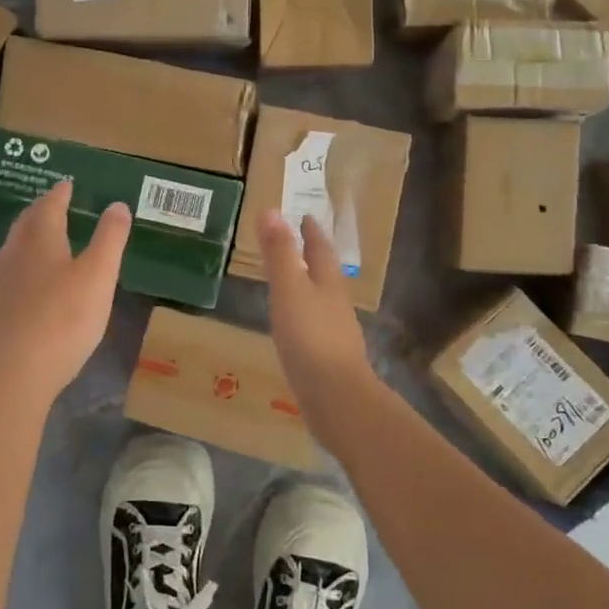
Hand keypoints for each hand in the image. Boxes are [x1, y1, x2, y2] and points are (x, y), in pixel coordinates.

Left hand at [0, 181, 130, 403]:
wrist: (15, 371)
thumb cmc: (64, 318)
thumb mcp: (99, 275)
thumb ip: (110, 239)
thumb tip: (117, 204)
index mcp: (40, 238)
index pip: (50, 205)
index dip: (60, 193)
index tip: (67, 184)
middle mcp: (14, 252)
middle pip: (27, 222)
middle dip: (42, 210)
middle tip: (55, 204)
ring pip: (15, 247)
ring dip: (30, 236)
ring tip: (45, 237)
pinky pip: (11, 273)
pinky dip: (24, 265)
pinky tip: (31, 281)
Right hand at [258, 209, 373, 401]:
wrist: (336, 397)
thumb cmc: (310, 337)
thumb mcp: (289, 289)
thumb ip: (279, 253)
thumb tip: (272, 210)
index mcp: (328, 284)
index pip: (320, 249)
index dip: (311, 232)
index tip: (305, 217)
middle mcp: (336, 305)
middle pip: (325, 274)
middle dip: (312, 258)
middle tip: (297, 245)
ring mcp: (336, 334)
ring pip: (322, 302)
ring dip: (309, 288)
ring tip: (292, 284)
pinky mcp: (329, 360)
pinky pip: (315, 329)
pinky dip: (304, 318)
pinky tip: (294, 329)